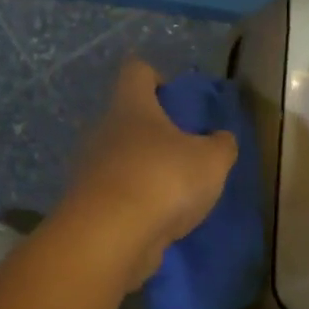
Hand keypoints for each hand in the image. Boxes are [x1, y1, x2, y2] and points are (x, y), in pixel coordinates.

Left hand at [60, 57, 237, 285]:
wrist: (110, 238)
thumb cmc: (163, 181)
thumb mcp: (211, 161)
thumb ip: (221, 146)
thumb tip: (220, 139)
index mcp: (131, 106)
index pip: (136, 71)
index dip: (155, 76)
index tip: (174, 97)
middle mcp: (103, 131)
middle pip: (127, 119)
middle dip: (154, 133)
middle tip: (184, 153)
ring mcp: (89, 169)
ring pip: (120, 159)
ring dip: (144, 171)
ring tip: (175, 193)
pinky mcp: (87, 206)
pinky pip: (115, 195)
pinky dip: (134, 203)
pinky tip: (158, 220)